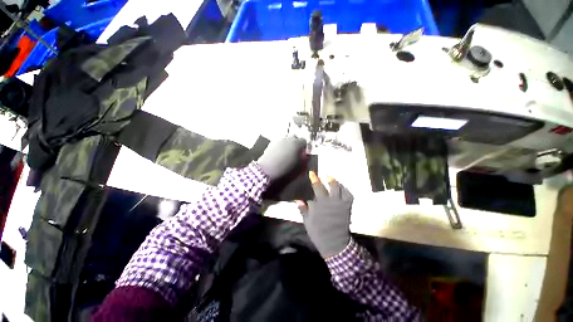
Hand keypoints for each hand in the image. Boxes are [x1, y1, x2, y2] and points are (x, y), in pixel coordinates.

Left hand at [257, 137, 306, 179]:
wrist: (268, 171)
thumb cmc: (287, 170)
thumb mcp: (301, 167)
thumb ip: (306, 159)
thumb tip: (307, 155)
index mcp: (298, 143)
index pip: (304, 141)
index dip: (304, 147)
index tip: (304, 153)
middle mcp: (288, 139)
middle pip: (294, 137)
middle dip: (296, 142)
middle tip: (295, 151)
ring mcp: (279, 140)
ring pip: (285, 138)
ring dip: (288, 142)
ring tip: (287, 151)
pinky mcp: (271, 143)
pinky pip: (278, 142)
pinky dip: (280, 145)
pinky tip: (279, 153)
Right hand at [298, 171, 352, 257]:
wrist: (334, 243)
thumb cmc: (318, 232)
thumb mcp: (307, 221)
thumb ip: (303, 209)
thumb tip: (298, 199)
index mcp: (320, 204)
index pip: (317, 187)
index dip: (314, 178)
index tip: (312, 173)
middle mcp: (331, 201)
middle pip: (330, 185)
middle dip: (326, 178)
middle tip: (324, 175)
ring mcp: (341, 204)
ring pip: (340, 188)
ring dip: (335, 182)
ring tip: (331, 179)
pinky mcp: (347, 207)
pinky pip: (348, 195)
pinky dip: (345, 189)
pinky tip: (341, 188)